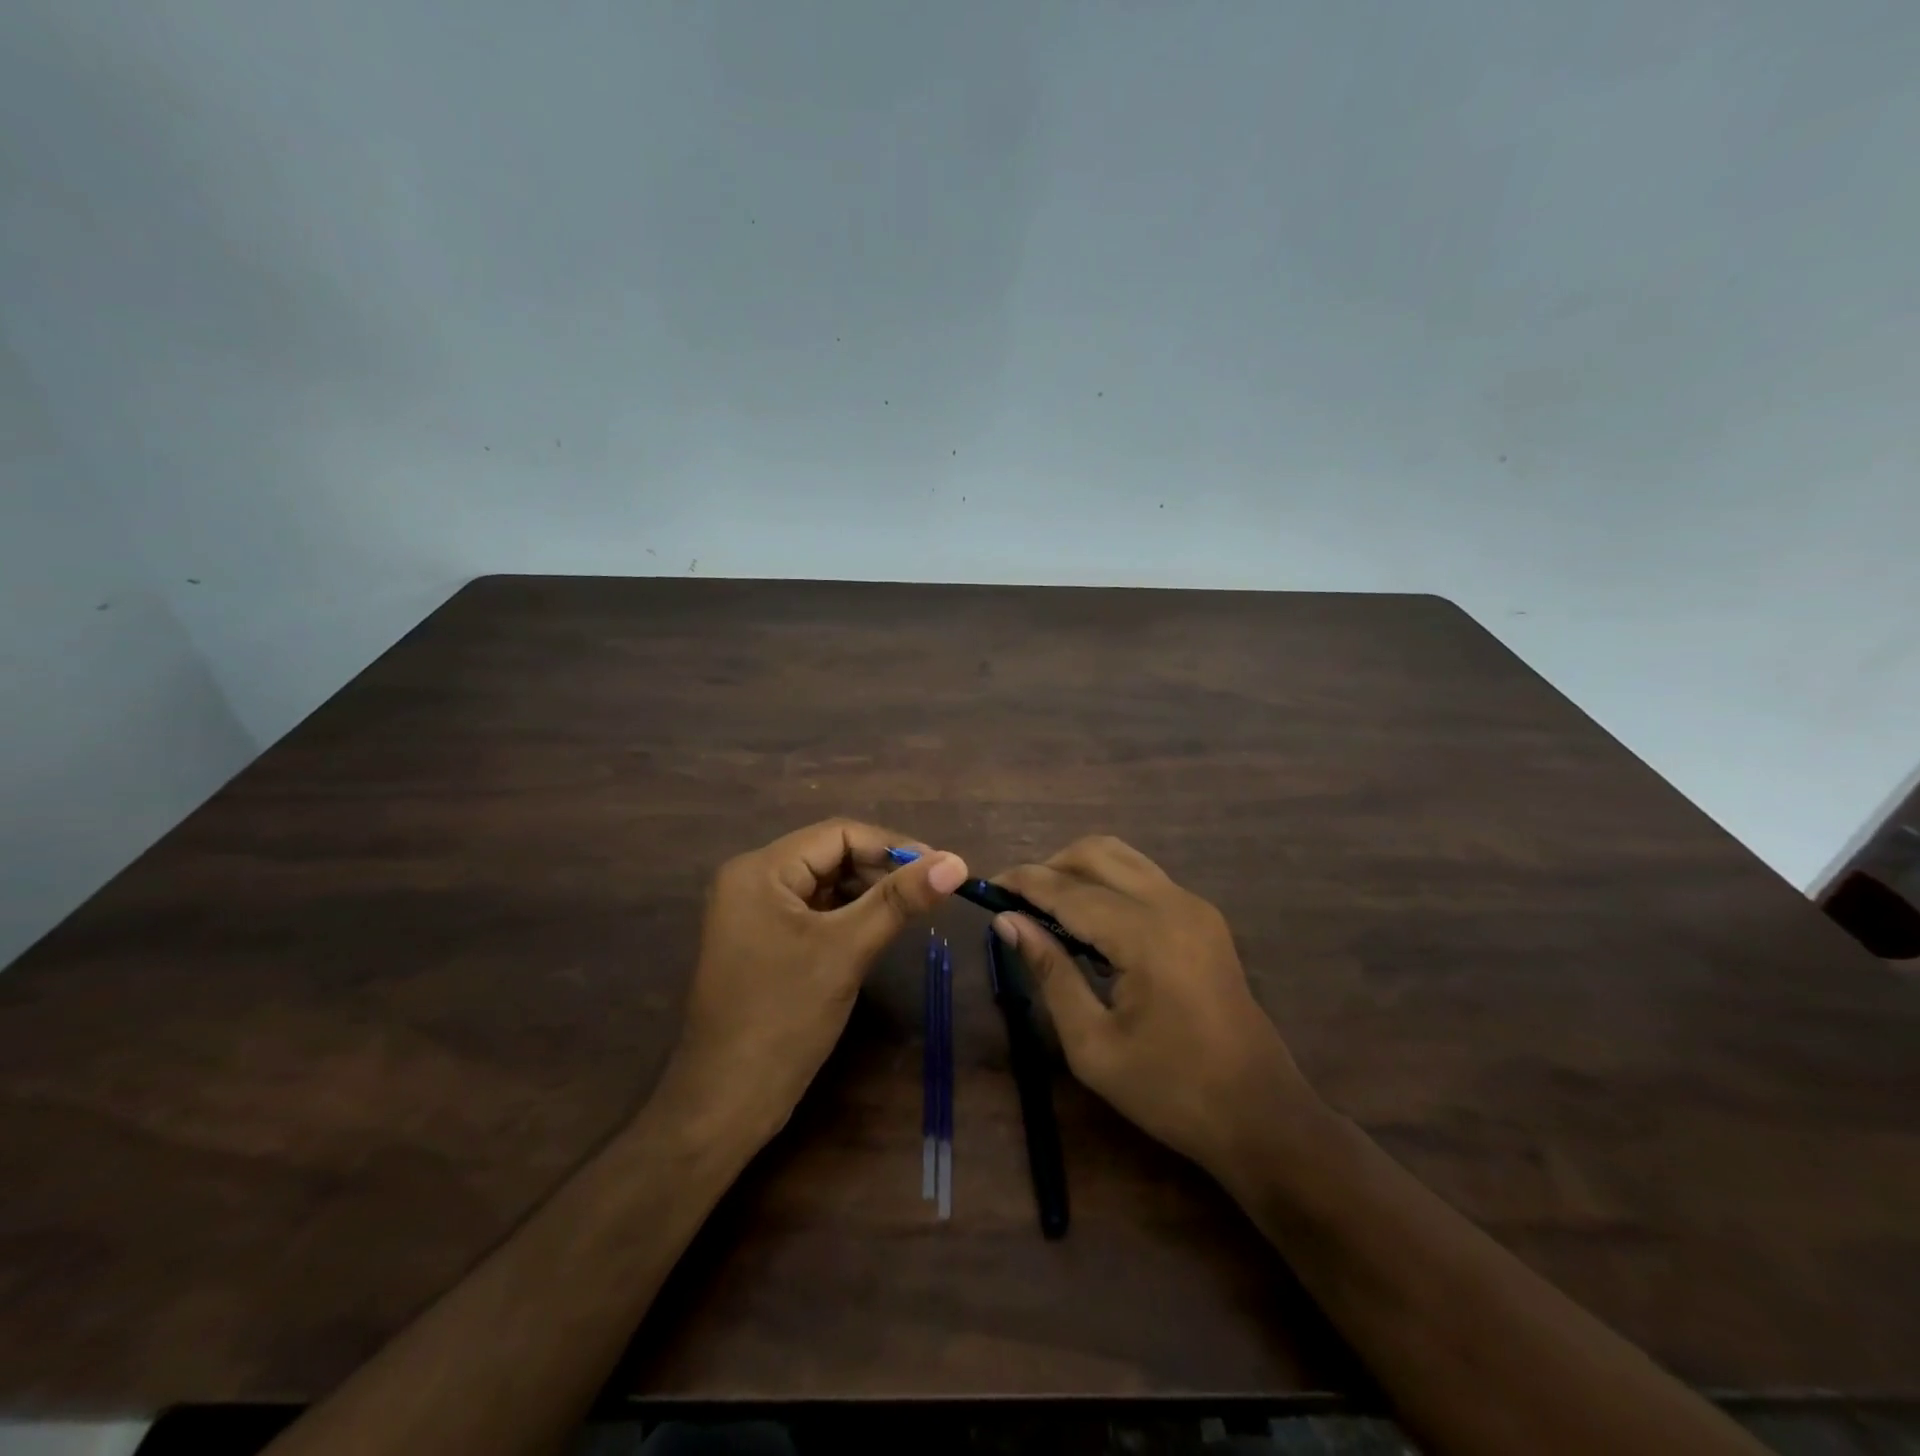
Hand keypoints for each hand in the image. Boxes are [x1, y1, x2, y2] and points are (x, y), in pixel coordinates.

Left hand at [667, 819, 966, 1139]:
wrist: (725, 1104)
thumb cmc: (784, 1018)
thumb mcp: (846, 951)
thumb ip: (899, 900)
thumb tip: (956, 861)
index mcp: (760, 870)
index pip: (838, 834)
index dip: (892, 846)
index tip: (940, 867)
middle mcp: (752, 879)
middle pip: (830, 855)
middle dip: (881, 869)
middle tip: (932, 891)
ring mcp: (754, 911)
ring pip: (824, 883)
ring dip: (868, 891)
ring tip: (912, 908)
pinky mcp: (762, 939)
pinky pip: (813, 910)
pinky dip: (847, 914)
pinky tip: (878, 928)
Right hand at [993, 836, 1313, 1175]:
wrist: (1260, 1115)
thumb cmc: (1170, 1091)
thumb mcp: (1093, 1045)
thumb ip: (1050, 972)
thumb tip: (1008, 922)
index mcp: (1146, 934)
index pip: (1069, 889)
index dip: (1023, 883)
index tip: (986, 886)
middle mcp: (1173, 903)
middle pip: (1097, 852)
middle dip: (1051, 866)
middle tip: (1017, 902)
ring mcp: (1194, 906)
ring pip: (1123, 857)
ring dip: (1079, 870)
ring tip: (1047, 909)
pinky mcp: (1203, 918)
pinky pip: (1143, 878)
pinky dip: (1108, 883)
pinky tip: (1090, 923)